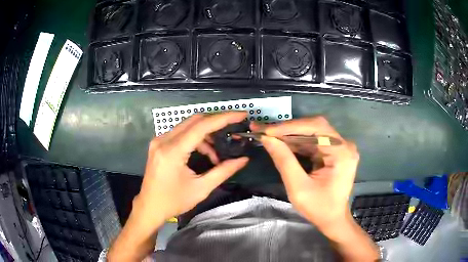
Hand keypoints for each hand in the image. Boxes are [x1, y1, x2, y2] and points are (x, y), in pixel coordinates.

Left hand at [134, 112, 249, 228]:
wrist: (150, 207)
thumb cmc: (174, 201)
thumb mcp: (201, 188)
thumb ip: (223, 171)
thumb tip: (243, 160)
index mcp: (172, 151)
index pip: (201, 126)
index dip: (224, 118)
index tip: (241, 114)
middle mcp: (163, 140)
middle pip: (195, 120)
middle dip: (216, 122)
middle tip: (233, 128)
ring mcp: (159, 140)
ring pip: (188, 126)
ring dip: (206, 134)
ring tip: (216, 155)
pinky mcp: (159, 144)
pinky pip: (181, 133)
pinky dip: (196, 139)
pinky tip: (203, 154)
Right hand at [254, 116, 358, 228]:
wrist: (333, 219)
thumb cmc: (318, 208)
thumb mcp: (298, 188)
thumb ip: (284, 161)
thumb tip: (267, 138)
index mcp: (341, 152)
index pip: (315, 127)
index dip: (289, 127)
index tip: (266, 130)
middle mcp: (343, 145)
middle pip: (314, 127)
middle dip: (287, 129)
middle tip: (263, 129)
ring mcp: (340, 147)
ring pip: (312, 132)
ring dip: (289, 135)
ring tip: (267, 135)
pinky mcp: (334, 151)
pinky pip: (313, 141)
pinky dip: (296, 142)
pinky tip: (281, 143)